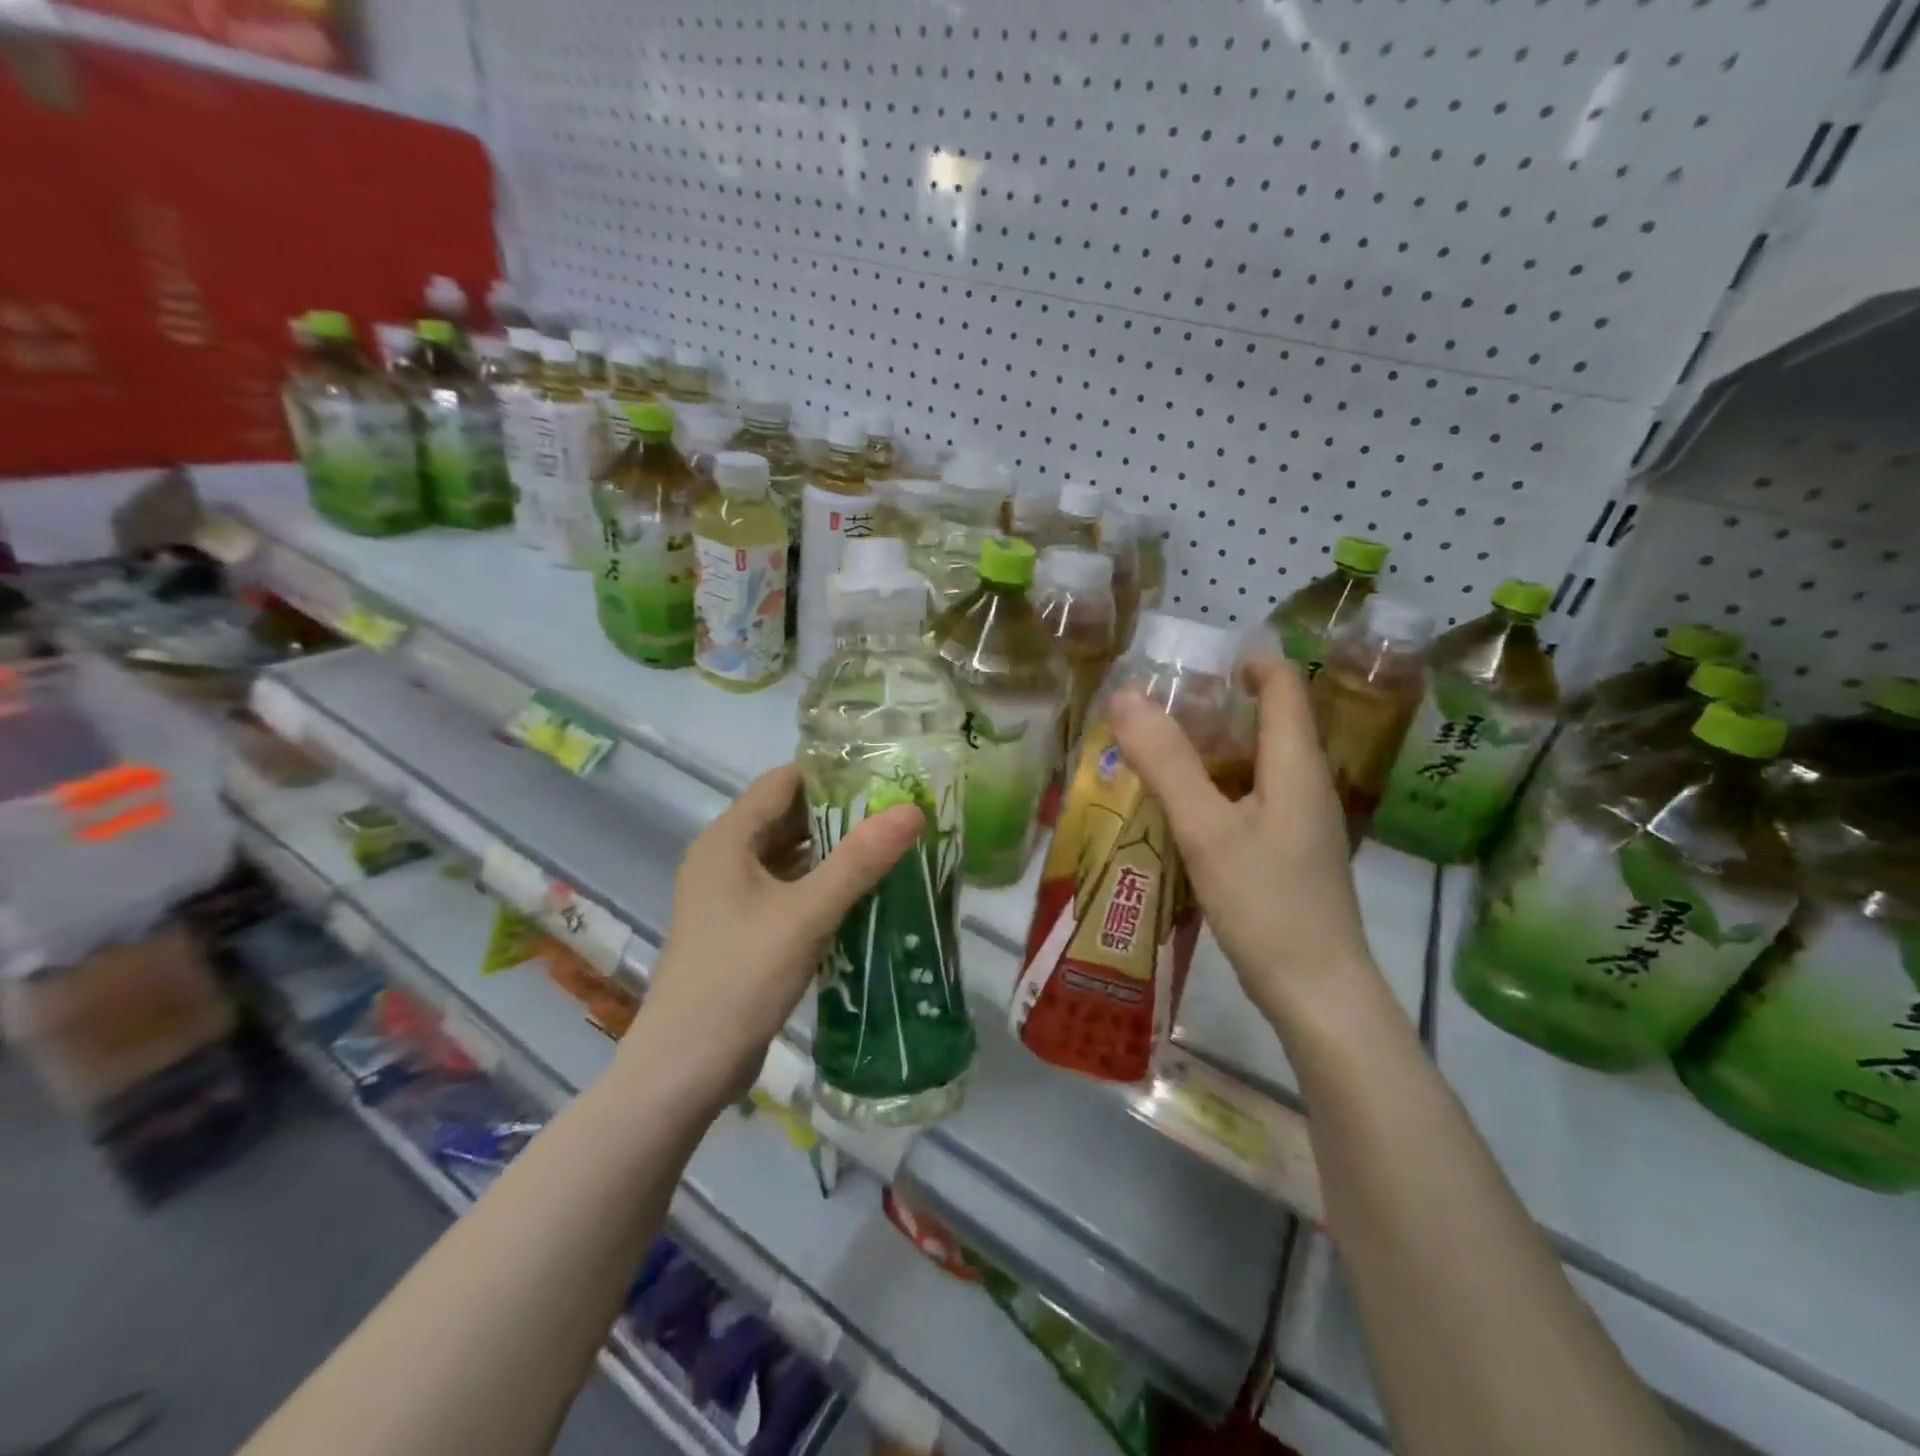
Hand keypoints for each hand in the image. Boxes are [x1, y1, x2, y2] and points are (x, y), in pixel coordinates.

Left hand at [621, 764, 923, 1109]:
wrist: (687, 1066)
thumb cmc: (741, 977)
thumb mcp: (807, 914)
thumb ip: (859, 861)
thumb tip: (911, 810)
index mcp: (727, 839)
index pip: (784, 781)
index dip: (832, 772)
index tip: (885, 774)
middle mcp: (724, 857)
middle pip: (787, 816)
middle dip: (840, 811)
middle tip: (898, 810)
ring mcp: (730, 894)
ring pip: (789, 854)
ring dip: (833, 849)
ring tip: (890, 845)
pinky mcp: (742, 926)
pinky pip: (787, 887)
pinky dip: (820, 882)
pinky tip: (861, 891)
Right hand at [1108, 658, 1376, 1028]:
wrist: (1319, 995)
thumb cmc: (1267, 905)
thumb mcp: (1207, 829)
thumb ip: (1166, 762)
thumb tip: (1124, 696)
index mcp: (1296, 766)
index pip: (1284, 687)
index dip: (1248, 663)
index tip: (1196, 663)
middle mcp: (1305, 785)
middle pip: (1268, 723)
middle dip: (1216, 708)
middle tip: (1157, 711)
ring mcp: (1301, 824)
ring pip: (1256, 765)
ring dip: (1211, 752)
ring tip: (1156, 755)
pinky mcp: (1289, 855)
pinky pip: (1252, 801)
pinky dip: (1216, 790)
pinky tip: (1180, 812)